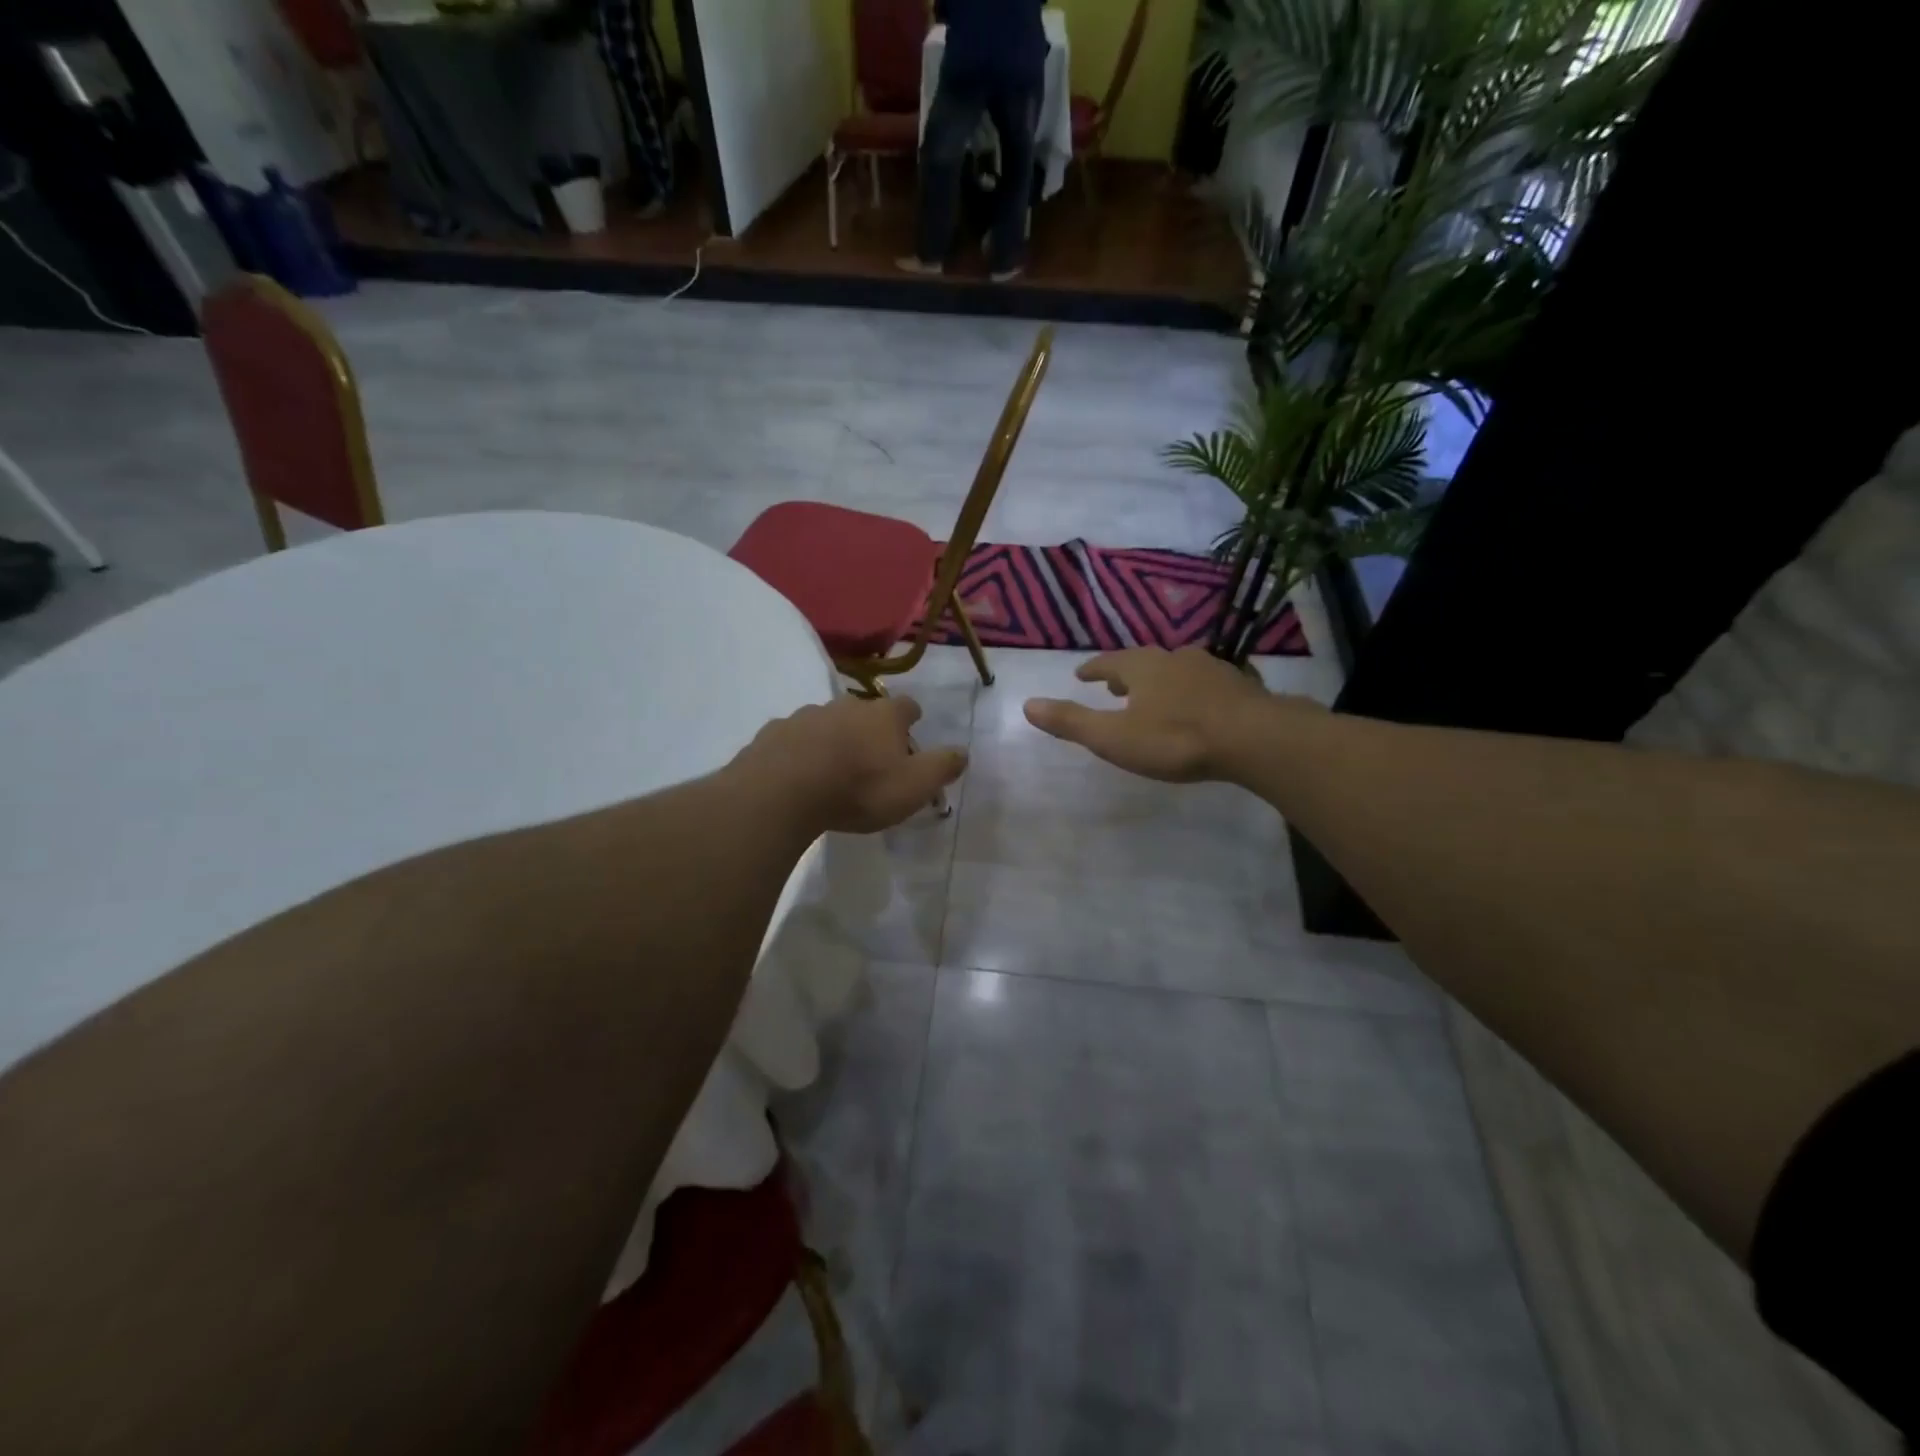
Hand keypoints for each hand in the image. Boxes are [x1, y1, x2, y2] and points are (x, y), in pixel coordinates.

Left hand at [735, 695, 967, 834]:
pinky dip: (801, 749)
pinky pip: (794, 737)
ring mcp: (806, 715)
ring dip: (834, 737)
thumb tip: (963, 752)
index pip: (906, 706)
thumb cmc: (859, 789)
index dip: (911, 718)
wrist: (784, 792)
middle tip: (872, 756)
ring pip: (827, 721)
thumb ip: (942, 767)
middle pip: (865, 711)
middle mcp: (846, 705)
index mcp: (883, 715)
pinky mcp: (775, 732)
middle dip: (870, 728)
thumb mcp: (914, 786)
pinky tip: (799, 772)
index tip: (912, 729)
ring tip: (834, 766)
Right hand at [1023, 646, 1292, 782]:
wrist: (1253, 738)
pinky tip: (1200, 704)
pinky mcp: (1240, 686)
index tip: (1081, 674)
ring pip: (1178, 669)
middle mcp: (1175, 659)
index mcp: (1142, 668)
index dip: (1093, 669)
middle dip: (1127, 673)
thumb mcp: (1113, 737)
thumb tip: (1027, 705)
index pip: (1109, 662)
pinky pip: (1207, 683)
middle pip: (1144, 662)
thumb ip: (1071, 722)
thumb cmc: (1175, 739)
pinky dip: (1193, 690)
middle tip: (1115, 685)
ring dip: (1161, 680)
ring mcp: (1212, 669)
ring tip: (1155, 693)